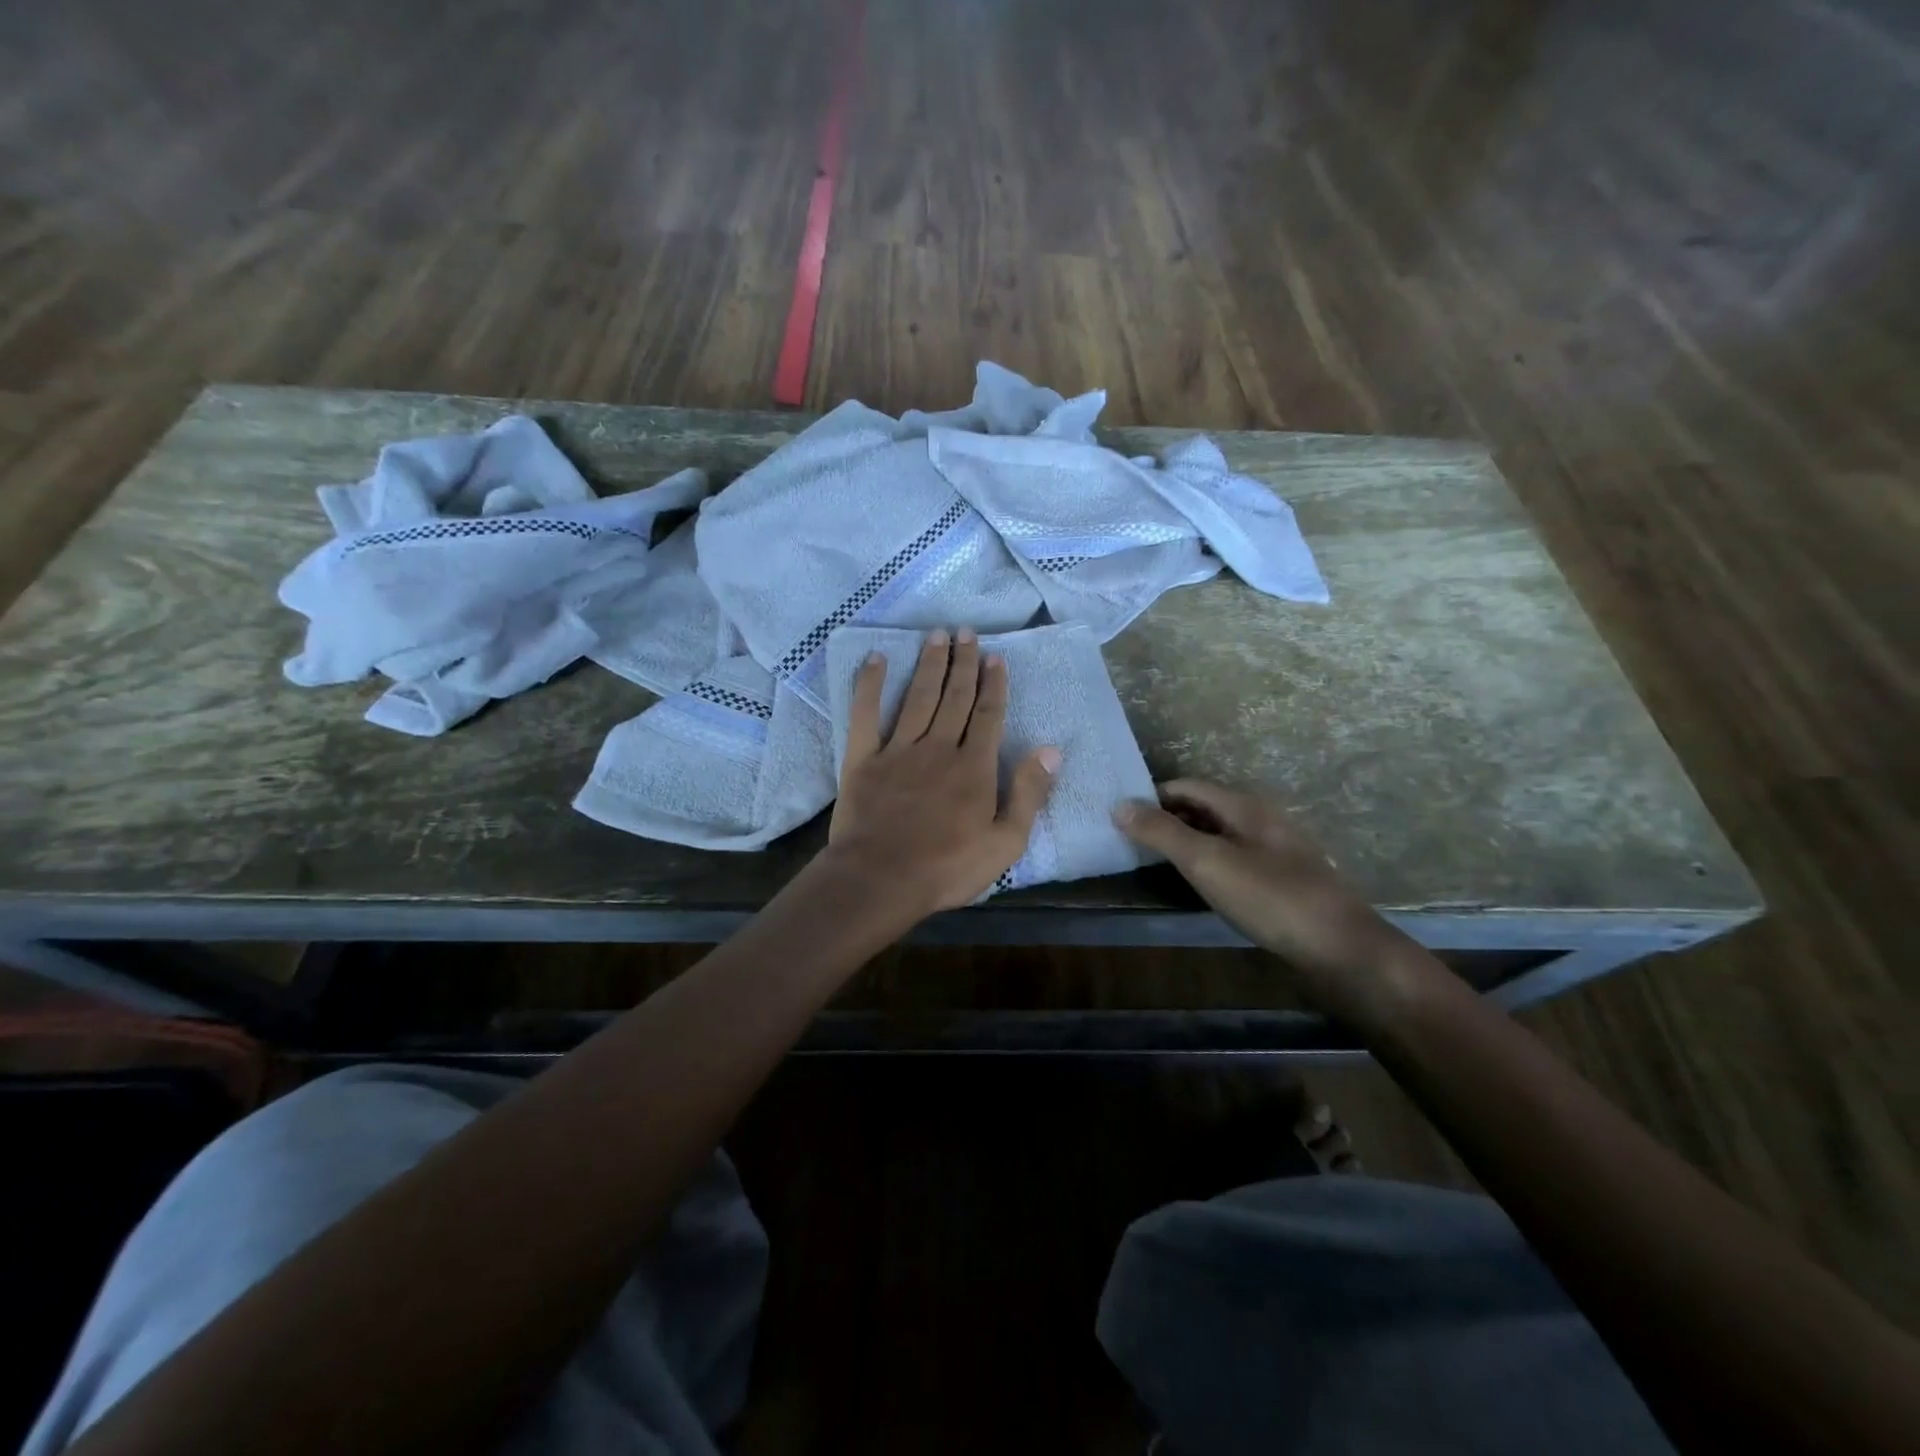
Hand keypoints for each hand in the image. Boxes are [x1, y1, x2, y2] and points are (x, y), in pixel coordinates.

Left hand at [826, 629, 1058, 918]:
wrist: (880, 880)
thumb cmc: (947, 868)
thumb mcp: (1005, 843)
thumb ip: (1028, 794)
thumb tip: (1050, 751)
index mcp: (974, 767)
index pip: (988, 716)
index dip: (994, 685)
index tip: (996, 657)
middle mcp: (939, 747)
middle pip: (955, 697)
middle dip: (963, 663)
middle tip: (966, 632)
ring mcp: (898, 750)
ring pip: (918, 697)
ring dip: (929, 664)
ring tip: (937, 636)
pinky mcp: (863, 759)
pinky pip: (866, 714)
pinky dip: (870, 685)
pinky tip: (876, 658)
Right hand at [1116, 779, 1425, 1019]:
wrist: (1341, 949)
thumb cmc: (1269, 898)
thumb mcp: (1207, 862)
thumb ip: (1162, 832)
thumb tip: (1118, 804)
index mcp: (1244, 804)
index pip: (1185, 785)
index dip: (1151, 798)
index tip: (1120, 819)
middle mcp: (1260, 817)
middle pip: (1202, 807)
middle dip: (1166, 819)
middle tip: (1129, 842)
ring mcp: (1275, 847)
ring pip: (1218, 833)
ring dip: (1186, 842)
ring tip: (1154, 863)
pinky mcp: (1282, 877)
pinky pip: (1234, 856)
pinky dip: (1208, 862)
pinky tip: (1198, 884)